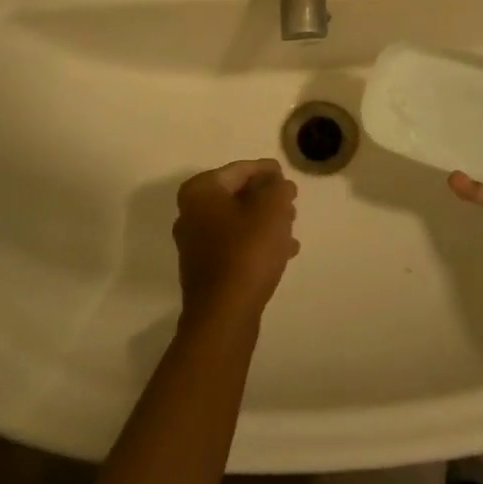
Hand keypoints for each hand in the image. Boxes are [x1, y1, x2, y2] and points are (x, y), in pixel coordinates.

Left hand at [174, 159, 299, 325]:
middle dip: (266, 198)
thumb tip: (277, 183)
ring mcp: (195, 244)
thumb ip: (277, 187)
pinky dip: (257, 243)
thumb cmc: (247, 251)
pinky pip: (235, 245)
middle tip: (291, 202)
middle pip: (236, 195)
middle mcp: (191, 213)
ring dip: (265, 222)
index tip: (286, 174)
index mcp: (201, 191)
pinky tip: (283, 252)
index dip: (267, 170)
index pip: (240, 169)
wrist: (224, 314)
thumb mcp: (272, 209)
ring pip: (238, 222)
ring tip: (291, 229)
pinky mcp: (205, 269)